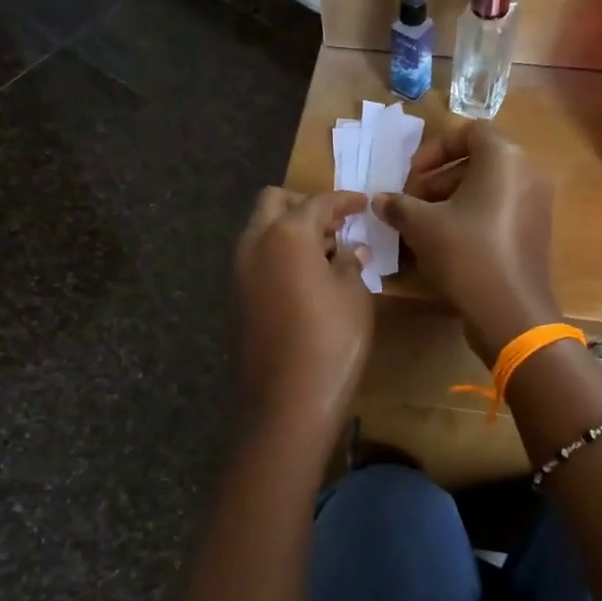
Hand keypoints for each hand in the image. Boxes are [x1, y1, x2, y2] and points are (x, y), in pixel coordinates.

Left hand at [233, 188, 373, 432]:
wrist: (288, 400)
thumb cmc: (332, 341)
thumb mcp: (354, 296)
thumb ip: (351, 263)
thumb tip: (350, 251)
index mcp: (287, 235)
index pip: (317, 202)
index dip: (344, 200)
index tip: (364, 203)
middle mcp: (255, 244)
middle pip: (274, 203)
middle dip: (305, 205)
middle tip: (336, 224)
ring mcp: (240, 272)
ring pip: (261, 230)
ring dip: (289, 229)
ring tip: (326, 252)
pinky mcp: (237, 298)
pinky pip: (257, 258)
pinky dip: (279, 254)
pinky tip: (306, 277)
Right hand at [373, 125, 560, 363]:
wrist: (510, 311)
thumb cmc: (465, 254)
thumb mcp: (422, 225)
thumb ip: (398, 205)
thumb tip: (379, 199)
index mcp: (504, 158)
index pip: (470, 131)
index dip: (435, 149)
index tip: (411, 175)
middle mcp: (527, 172)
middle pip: (478, 161)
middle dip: (439, 179)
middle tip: (411, 203)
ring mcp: (536, 204)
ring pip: (488, 188)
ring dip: (452, 200)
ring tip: (422, 226)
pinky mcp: (535, 232)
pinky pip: (499, 210)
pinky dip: (473, 217)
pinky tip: (446, 244)